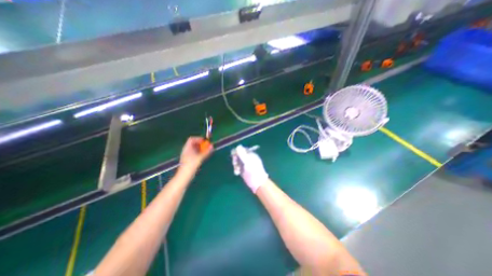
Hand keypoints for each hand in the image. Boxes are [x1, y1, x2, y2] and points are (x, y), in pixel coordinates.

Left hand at [180, 135, 211, 171]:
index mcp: (187, 148)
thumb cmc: (191, 164)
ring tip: (206, 151)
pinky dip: (199, 153)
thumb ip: (206, 151)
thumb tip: (212, 146)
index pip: (191, 139)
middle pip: (193, 144)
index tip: (205, 141)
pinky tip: (203, 156)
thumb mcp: (200, 157)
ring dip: (201, 149)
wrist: (184, 175)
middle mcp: (186, 150)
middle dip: (201, 144)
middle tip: (207, 146)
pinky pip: (194, 153)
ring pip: (194, 149)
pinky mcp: (188, 160)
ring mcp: (187, 155)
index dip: (198, 139)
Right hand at [232, 146, 267, 192]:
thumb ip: (242, 154)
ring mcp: (246, 164)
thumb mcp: (247, 162)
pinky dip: (236, 169)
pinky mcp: (243, 169)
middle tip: (235, 164)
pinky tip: (237, 173)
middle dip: (235, 159)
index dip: (237, 151)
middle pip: (238, 155)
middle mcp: (248, 158)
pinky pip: (237, 167)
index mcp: (250, 154)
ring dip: (235, 165)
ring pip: (237, 161)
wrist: (257, 183)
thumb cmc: (254, 171)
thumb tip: (238, 146)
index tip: (234, 156)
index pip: (241, 149)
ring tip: (237, 170)